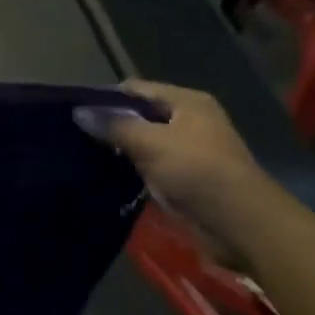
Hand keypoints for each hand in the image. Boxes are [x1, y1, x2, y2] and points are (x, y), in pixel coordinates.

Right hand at [74, 82, 281, 253]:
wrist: (241, 225)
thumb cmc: (198, 172)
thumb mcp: (151, 143)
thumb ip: (114, 125)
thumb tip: (77, 111)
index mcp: (187, 102)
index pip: (137, 89)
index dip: (106, 97)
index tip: (74, 111)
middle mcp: (188, 121)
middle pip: (139, 115)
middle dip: (110, 124)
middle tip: (73, 134)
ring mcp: (186, 151)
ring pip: (142, 142)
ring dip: (118, 149)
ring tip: (80, 154)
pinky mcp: (183, 178)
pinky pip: (148, 166)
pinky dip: (129, 169)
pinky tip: (102, 175)